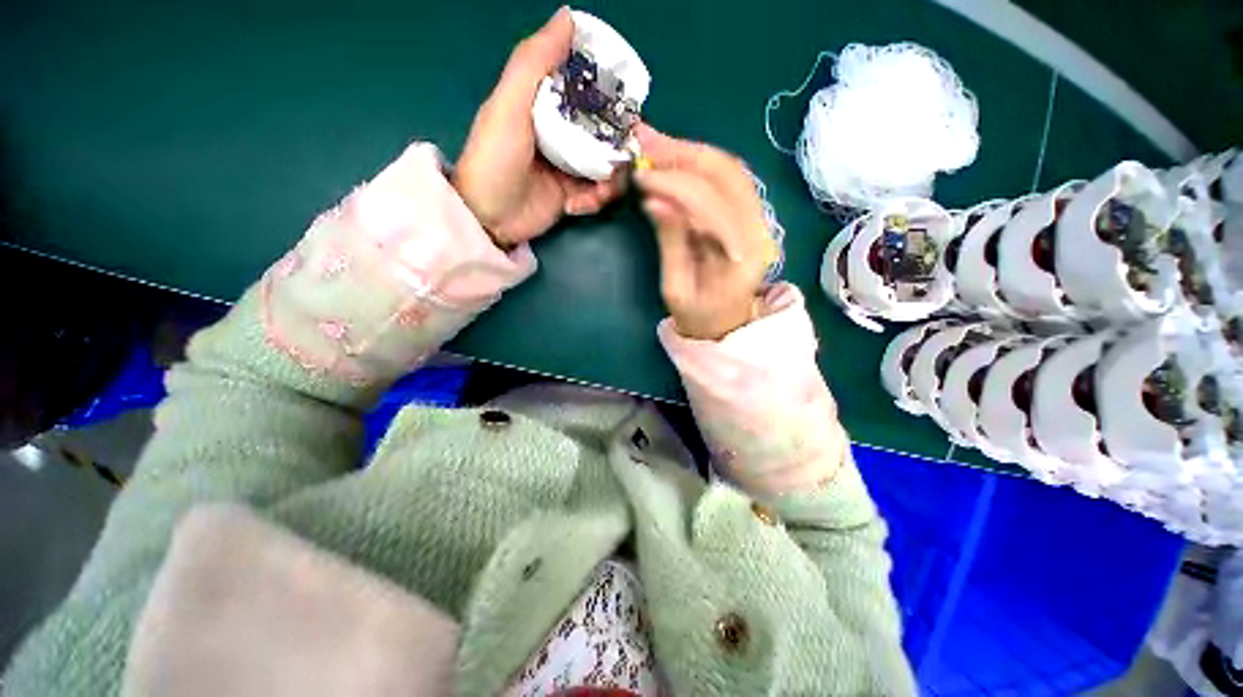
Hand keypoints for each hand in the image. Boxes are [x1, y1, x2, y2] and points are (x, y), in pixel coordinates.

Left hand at [454, 7, 626, 247]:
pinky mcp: (574, 194)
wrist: (490, 218)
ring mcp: (570, 165)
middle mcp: (562, 132)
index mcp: (546, 103)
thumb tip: (568, 16)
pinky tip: (578, 206)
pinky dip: (596, 199)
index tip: (628, 101)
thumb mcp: (509, 105)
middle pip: (605, 129)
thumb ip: (534, 62)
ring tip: (597, 192)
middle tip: (621, 157)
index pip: (587, 88)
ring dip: (609, 180)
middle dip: (616, 146)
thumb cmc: (495, 159)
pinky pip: (599, 191)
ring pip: (608, 164)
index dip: (610, 91)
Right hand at [634, 124, 771, 339]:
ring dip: (692, 153)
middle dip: (684, 154)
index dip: (674, 185)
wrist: (726, 324)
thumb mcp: (676, 288)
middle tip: (646, 146)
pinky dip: (700, 164)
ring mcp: (758, 218)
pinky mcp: (749, 214)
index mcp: (741, 256)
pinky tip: (676, 161)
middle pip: (728, 174)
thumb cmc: (699, 316)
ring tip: (657, 148)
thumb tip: (655, 201)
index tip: (641, 176)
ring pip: (731, 169)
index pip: (711, 205)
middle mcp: (758, 229)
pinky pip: (729, 178)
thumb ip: (670, 243)